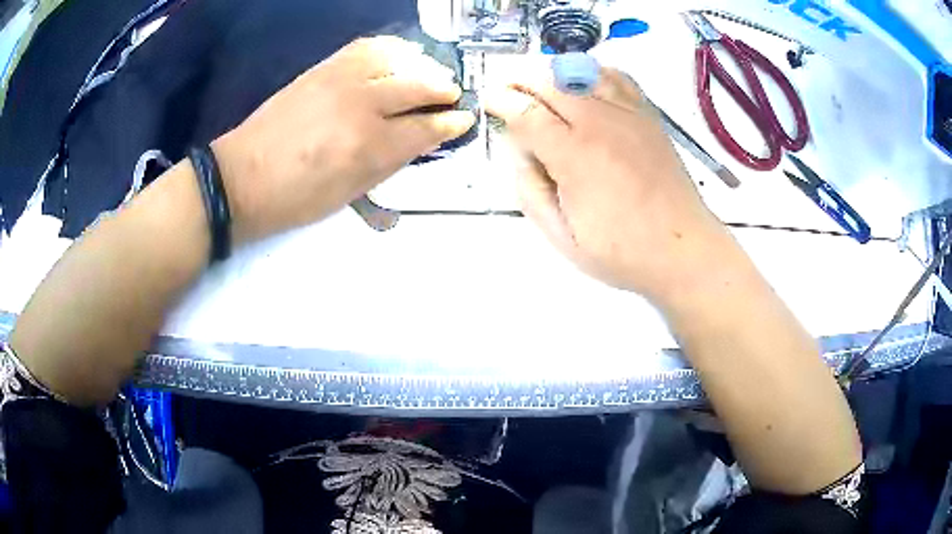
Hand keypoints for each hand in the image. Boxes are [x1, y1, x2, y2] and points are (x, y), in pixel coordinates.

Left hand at [212, 36, 475, 244]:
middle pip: (419, 86)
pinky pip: (367, 47)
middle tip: (452, 96)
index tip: (464, 119)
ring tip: (429, 74)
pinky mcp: (323, 68)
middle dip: (444, 90)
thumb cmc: (295, 199)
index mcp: (369, 146)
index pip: (426, 128)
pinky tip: (399, 57)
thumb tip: (422, 139)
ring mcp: (341, 79)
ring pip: (398, 59)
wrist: (241, 178)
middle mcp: (362, 104)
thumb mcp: (349, 194)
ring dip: (422, 66)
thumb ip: (390, 163)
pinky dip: (391, 49)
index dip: (451, 124)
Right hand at [484, 67, 731, 301]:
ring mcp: (629, 115)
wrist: (683, 249)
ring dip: (554, 74)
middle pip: (552, 83)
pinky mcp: (649, 117)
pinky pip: (618, 78)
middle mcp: (601, 123)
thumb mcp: (562, 237)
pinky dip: (594, 72)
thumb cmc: (622, 252)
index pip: (527, 112)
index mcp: (574, 156)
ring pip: (583, 72)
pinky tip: (585, 84)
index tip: (491, 100)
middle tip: (509, 91)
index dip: (502, 101)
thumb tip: (519, 152)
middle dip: (522, 81)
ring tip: (542, 86)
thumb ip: (531, 191)